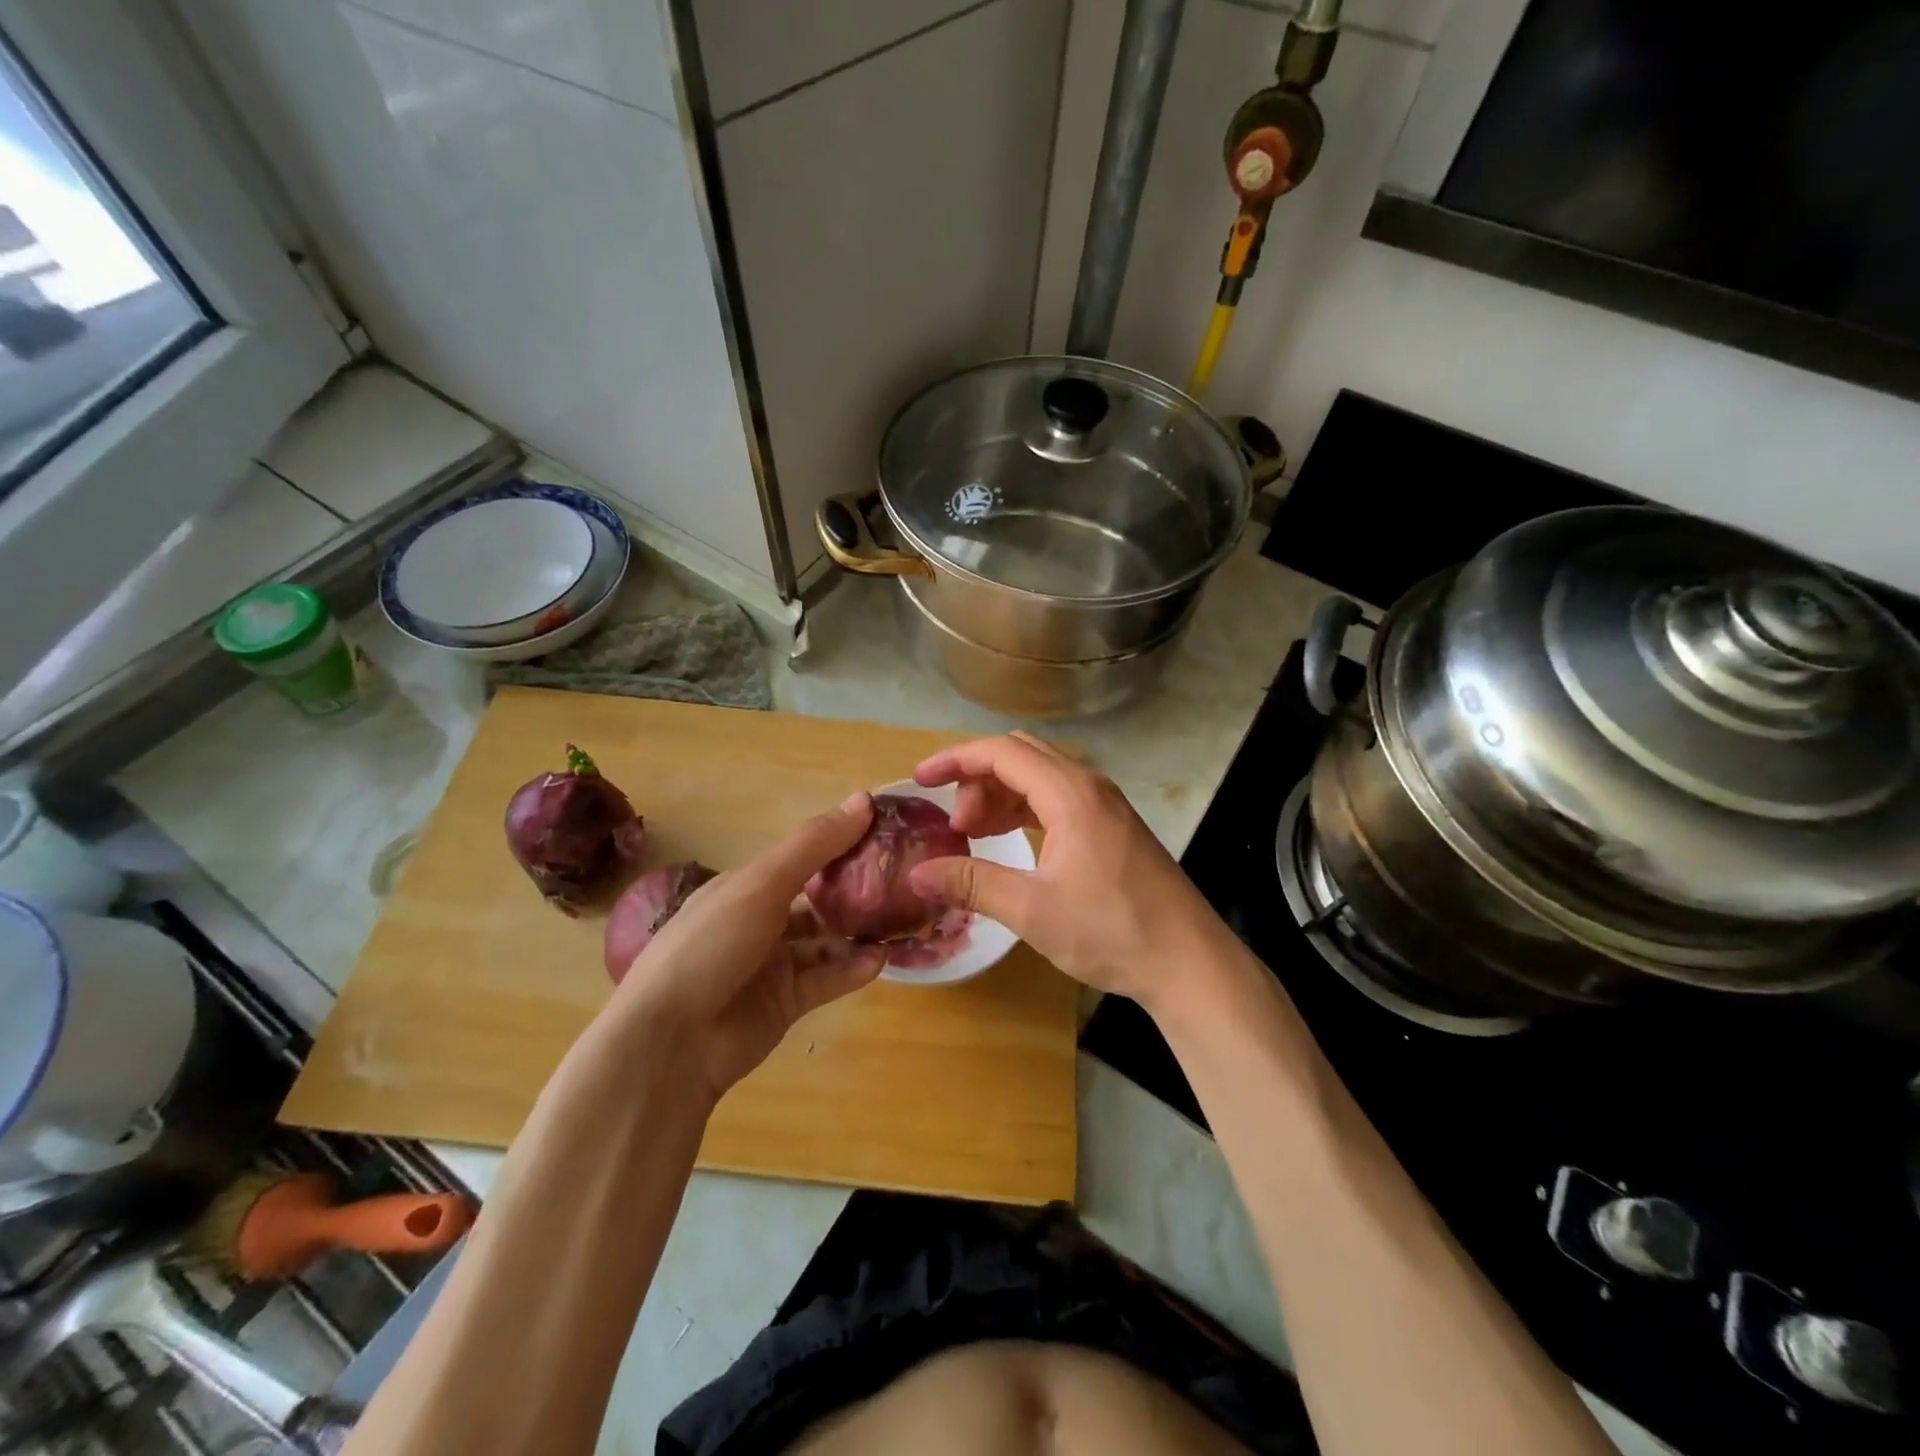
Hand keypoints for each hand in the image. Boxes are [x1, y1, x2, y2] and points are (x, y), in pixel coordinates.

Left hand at [611, 793, 885, 1100]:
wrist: (670, 1043)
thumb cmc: (711, 945)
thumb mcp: (762, 884)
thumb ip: (815, 845)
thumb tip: (865, 799)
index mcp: (746, 886)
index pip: (803, 856)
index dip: (841, 844)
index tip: (886, 832)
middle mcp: (760, 920)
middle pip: (818, 898)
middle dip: (856, 889)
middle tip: (904, 878)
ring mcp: (773, 964)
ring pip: (826, 940)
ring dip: (859, 931)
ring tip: (901, 920)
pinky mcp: (786, 1003)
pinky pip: (827, 979)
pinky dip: (852, 969)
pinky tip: (880, 959)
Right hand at [907, 733, 1240, 1013]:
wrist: (1188, 961)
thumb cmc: (1111, 930)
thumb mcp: (1031, 909)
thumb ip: (971, 882)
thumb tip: (916, 874)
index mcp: (1069, 793)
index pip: (1001, 752)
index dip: (954, 760)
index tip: (919, 781)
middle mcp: (1089, 785)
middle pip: (1020, 756)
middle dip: (977, 779)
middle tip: (953, 823)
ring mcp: (1105, 805)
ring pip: (1040, 777)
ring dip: (1001, 795)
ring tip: (974, 835)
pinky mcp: (1113, 826)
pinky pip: (1058, 799)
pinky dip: (1026, 810)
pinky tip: (1010, 841)